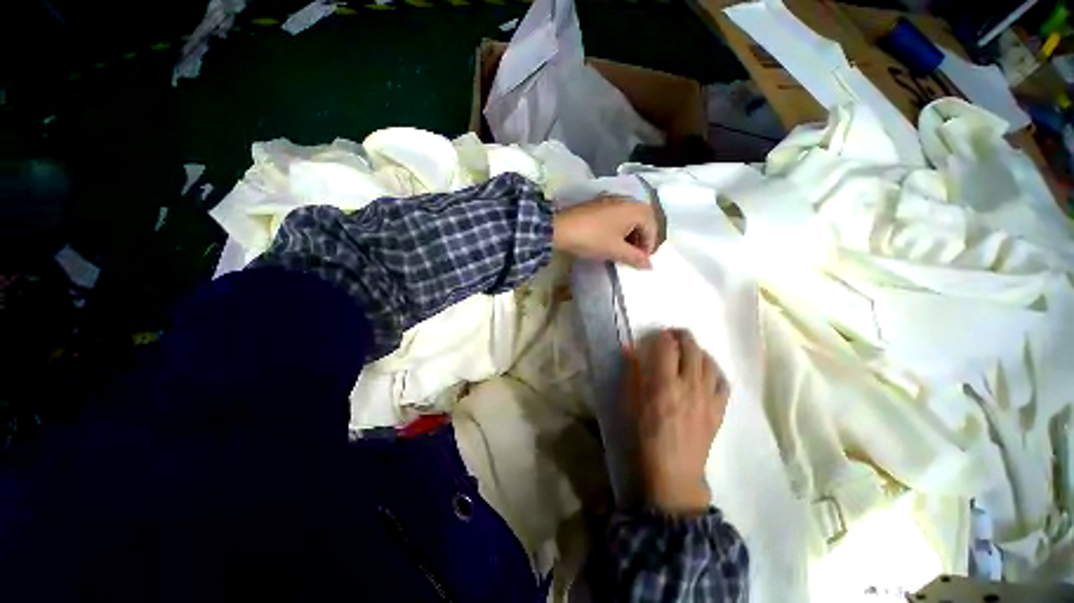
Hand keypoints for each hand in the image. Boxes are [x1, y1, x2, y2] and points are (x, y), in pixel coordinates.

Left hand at [553, 195, 657, 268]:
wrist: (560, 229)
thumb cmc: (592, 239)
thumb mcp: (616, 251)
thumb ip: (635, 258)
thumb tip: (650, 266)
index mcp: (635, 209)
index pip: (652, 228)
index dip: (648, 247)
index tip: (640, 261)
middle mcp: (626, 200)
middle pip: (643, 220)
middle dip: (641, 239)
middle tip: (634, 255)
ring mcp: (612, 201)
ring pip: (629, 218)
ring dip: (630, 234)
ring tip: (622, 250)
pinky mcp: (599, 205)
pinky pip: (617, 216)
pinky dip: (619, 229)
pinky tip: (610, 240)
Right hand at [626, 329, 729, 515]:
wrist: (673, 471)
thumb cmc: (645, 436)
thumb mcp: (631, 403)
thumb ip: (632, 373)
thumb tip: (630, 349)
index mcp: (664, 384)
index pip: (667, 347)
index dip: (662, 337)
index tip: (657, 335)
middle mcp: (689, 385)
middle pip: (691, 348)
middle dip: (682, 336)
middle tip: (673, 335)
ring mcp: (708, 397)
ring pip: (709, 361)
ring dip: (698, 350)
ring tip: (689, 350)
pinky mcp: (719, 409)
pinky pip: (722, 381)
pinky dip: (714, 370)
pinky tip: (706, 371)